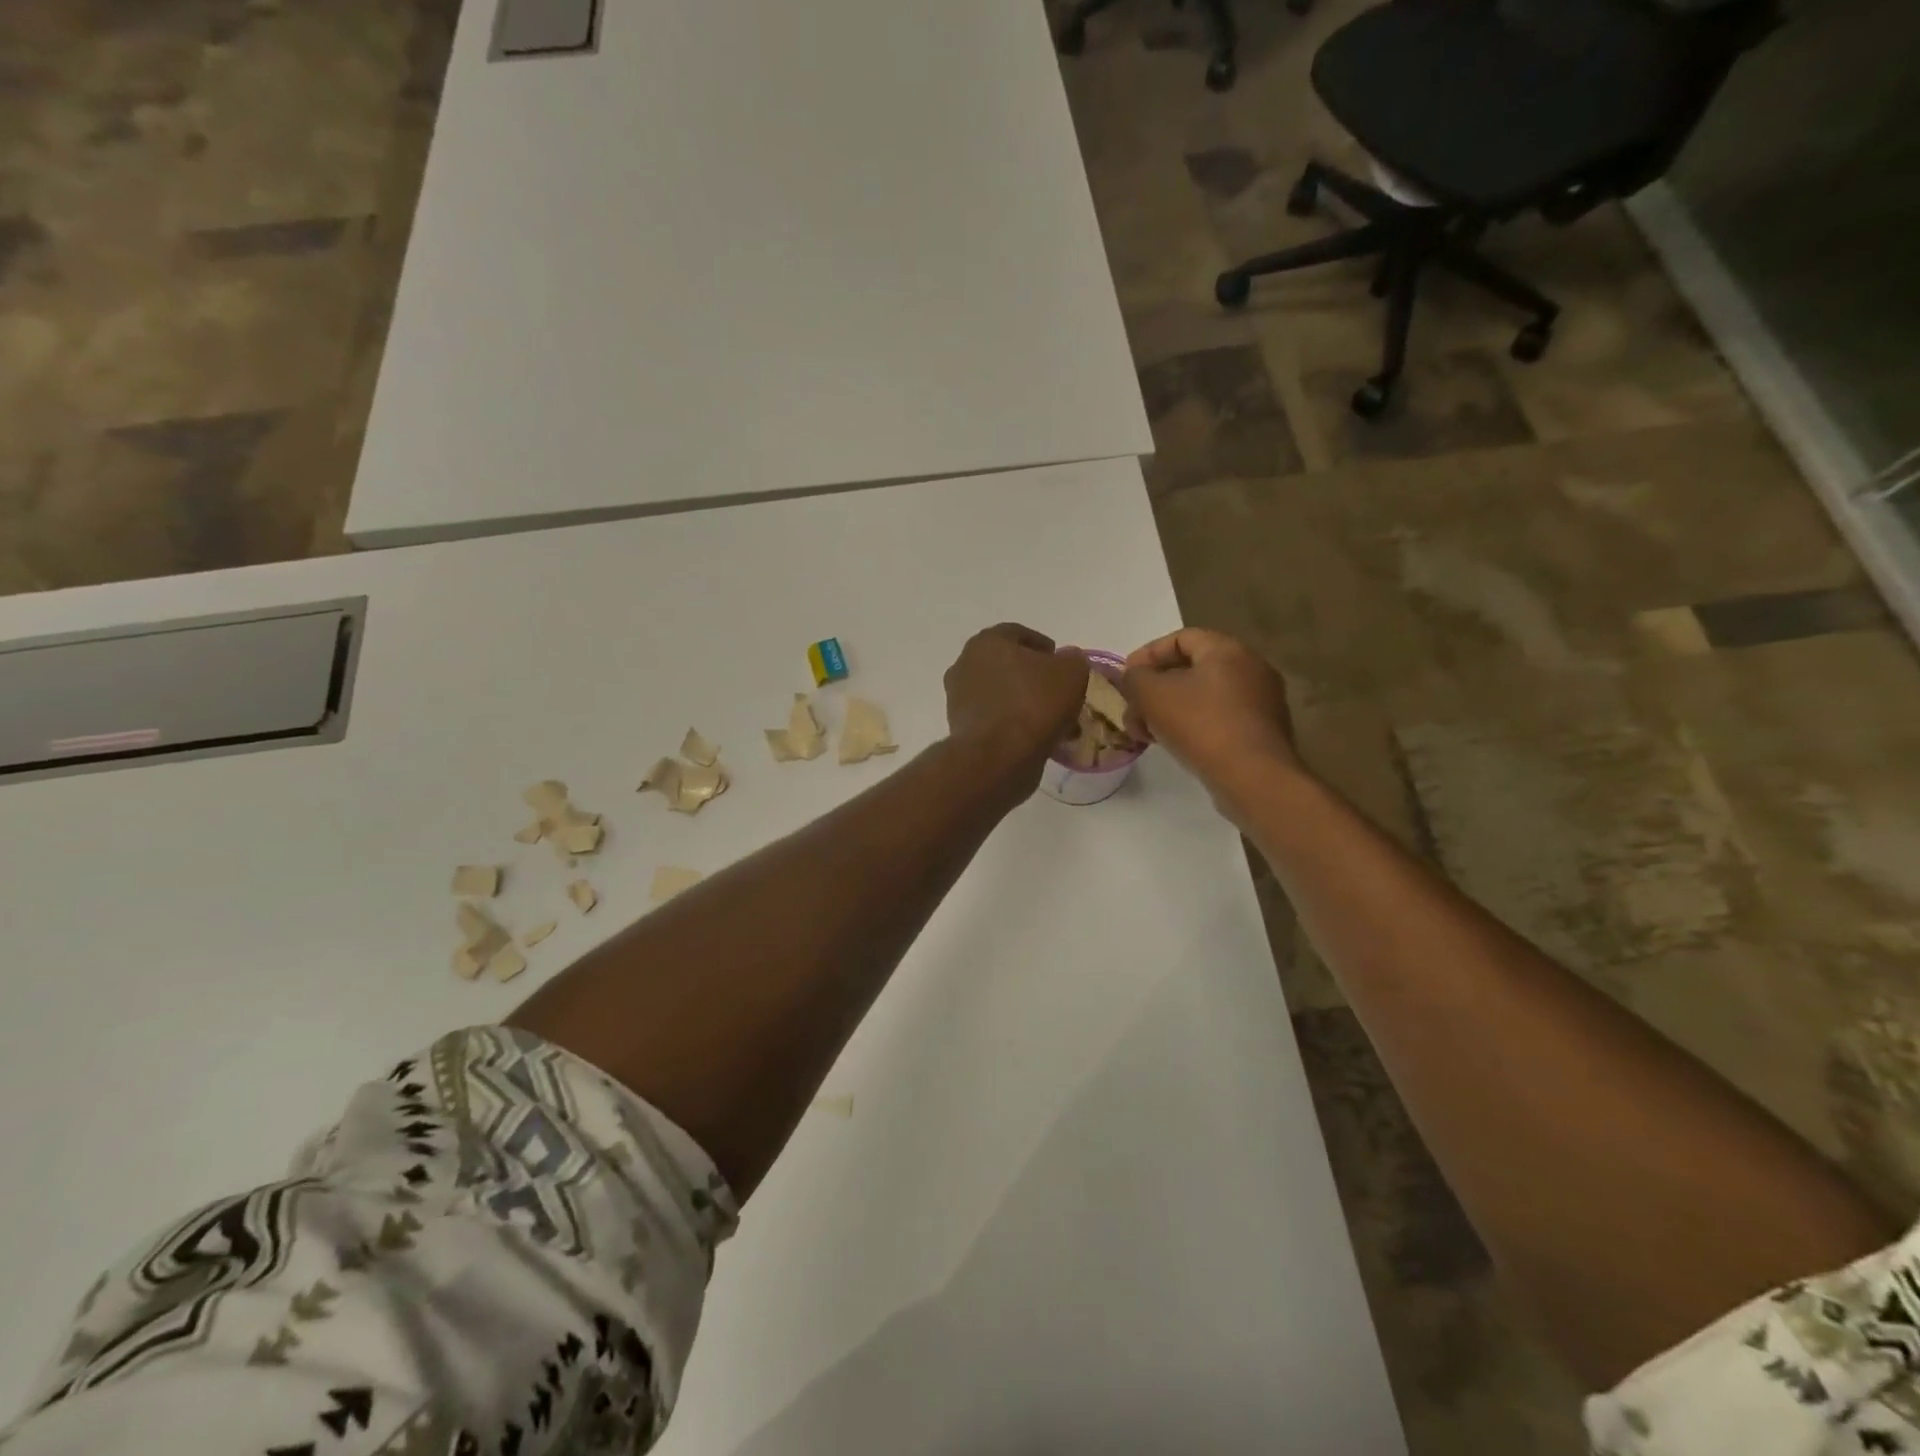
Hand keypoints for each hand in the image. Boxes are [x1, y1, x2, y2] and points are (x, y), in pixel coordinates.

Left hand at [944, 623, 1088, 789]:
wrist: (997, 757)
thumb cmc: (1033, 704)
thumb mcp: (1071, 673)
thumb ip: (1072, 660)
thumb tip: (1067, 659)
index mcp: (987, 642)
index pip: (1017, 634)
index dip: (1043, 646)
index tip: (1060, 661)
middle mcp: (965, 664)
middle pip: (1005, 665)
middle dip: (1031, 676)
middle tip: (1056, 690)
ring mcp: (958, 698)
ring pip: (1000, 694)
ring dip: (1022, 702)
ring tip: (1050, 718)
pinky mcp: (960, 728)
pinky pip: (994, 718)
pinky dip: (1012, 723)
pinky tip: (1035, 737)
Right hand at [1121, 630, 1301, 793]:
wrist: (1252, 777)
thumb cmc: (1200, 725)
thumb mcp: (1152, 695)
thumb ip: (1135, 678)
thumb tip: (1135, 678)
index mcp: (1227, 650)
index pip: (1180, 638)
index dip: (1147, 655)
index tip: (1125, 678)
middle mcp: (1250, 668)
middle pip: (1190, 670)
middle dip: (1154, 690)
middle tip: (1132, 712)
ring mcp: (1261, 701)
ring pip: (1202, 697)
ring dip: (1169, 711)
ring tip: (1146, 735)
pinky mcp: (1262, 731)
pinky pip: (1218, 718)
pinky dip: (1192, 726)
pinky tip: (1174, 745)